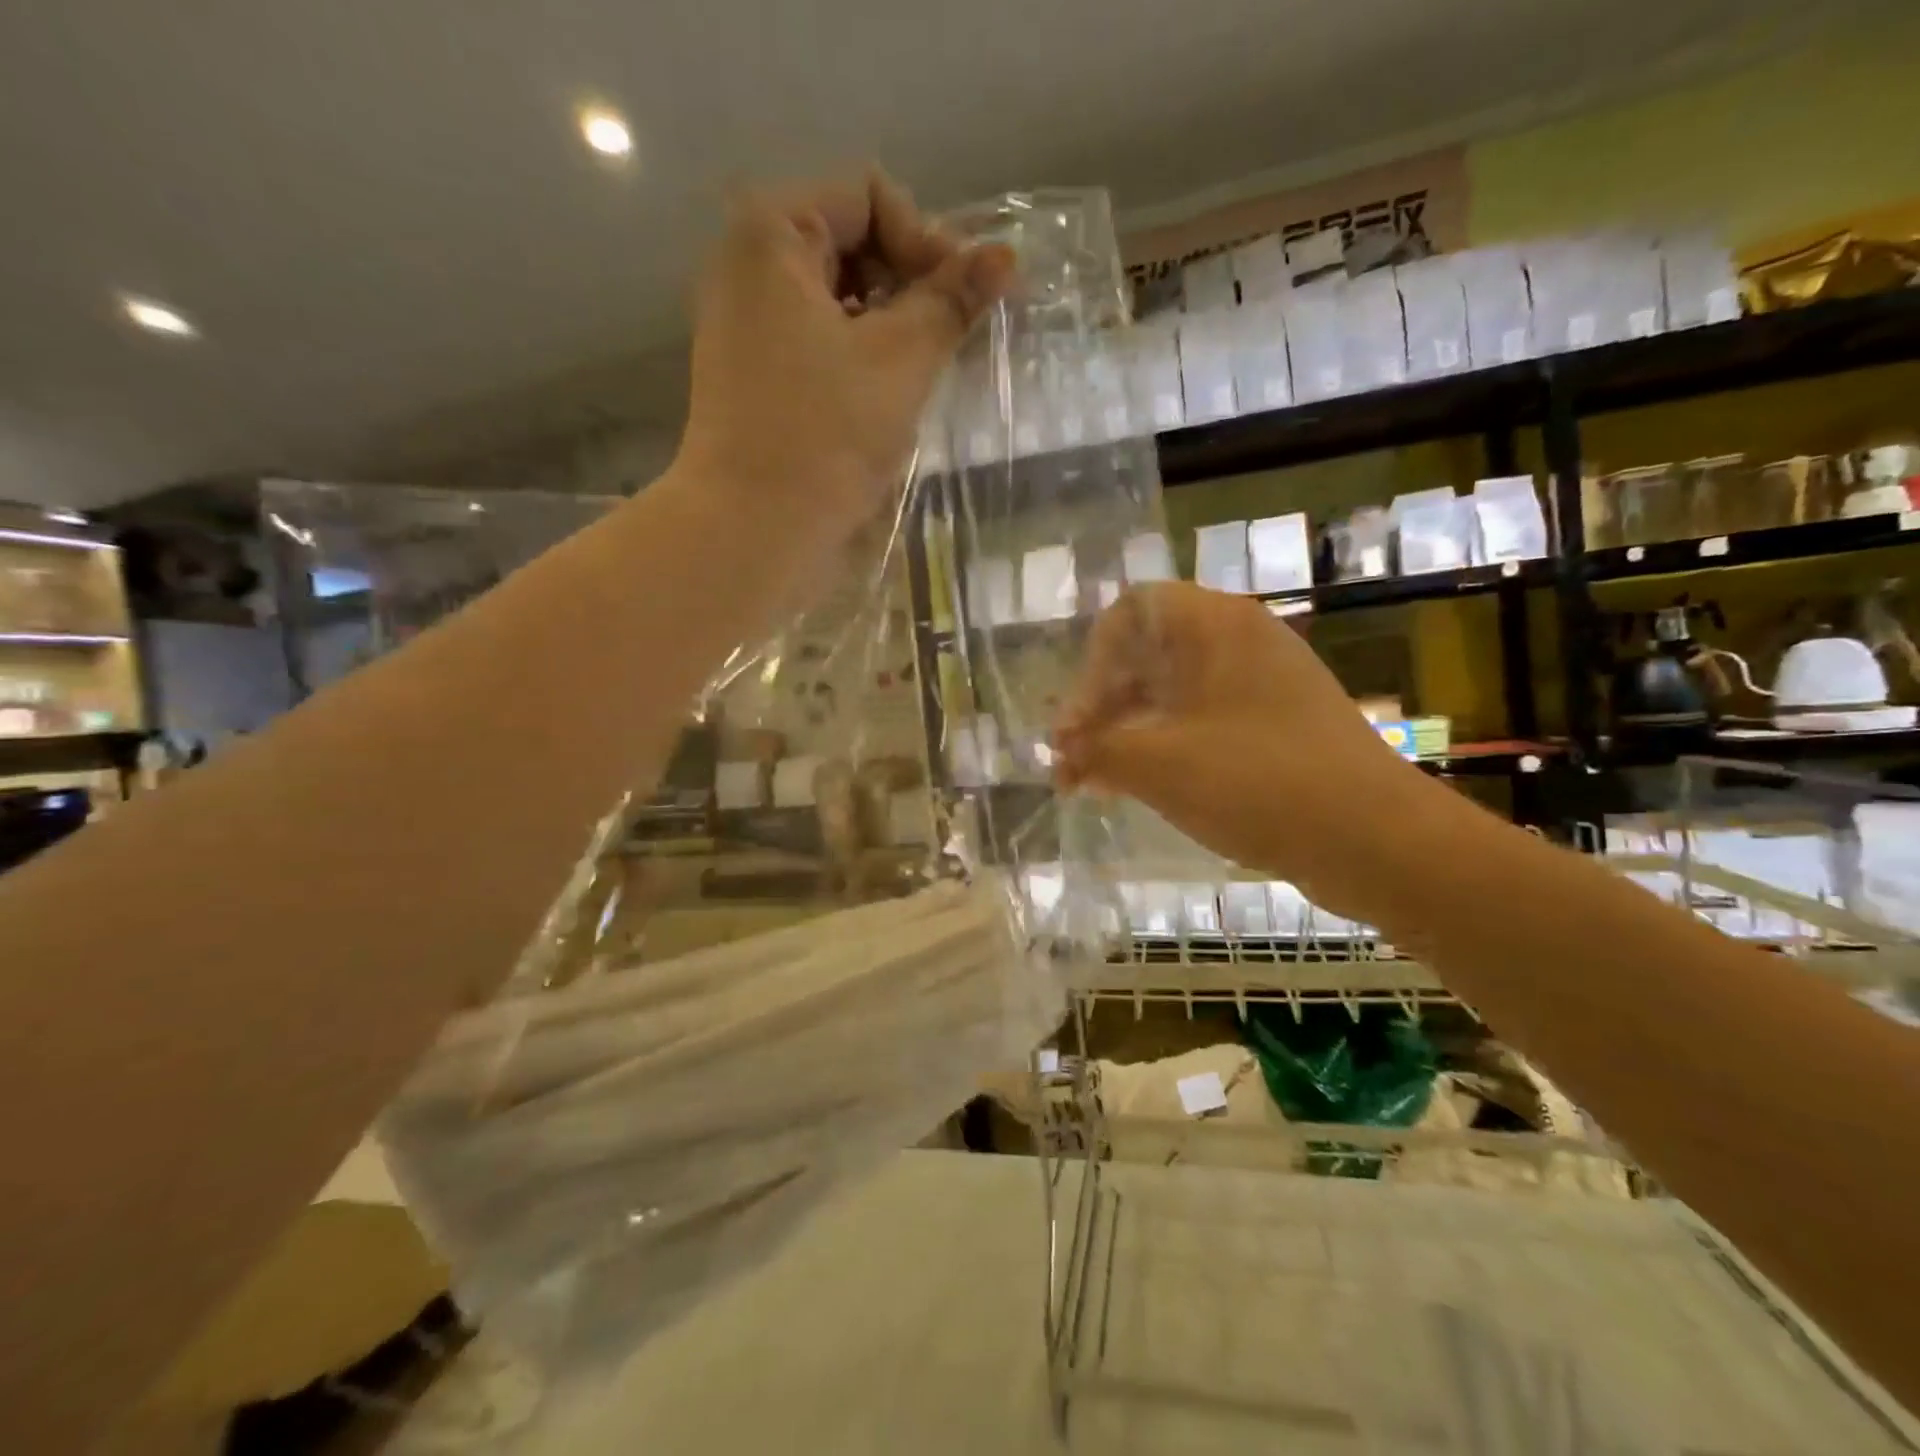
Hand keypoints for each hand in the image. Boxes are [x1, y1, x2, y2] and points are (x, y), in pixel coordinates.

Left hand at [675, 170, 1014, 558]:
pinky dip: (859, 359)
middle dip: (907, 285)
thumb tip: (1005, 257)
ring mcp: (745, 326)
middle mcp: (747, 267)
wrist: (755, 530)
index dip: (926, 241)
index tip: (959, 304)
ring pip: (838, 300)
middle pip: (850, 243)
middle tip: (946, 341)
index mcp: (771, 235)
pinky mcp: (753, 378)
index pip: (869, 197)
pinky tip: (885, 401)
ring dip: (889, 328)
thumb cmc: (826, 436)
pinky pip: (818, 344)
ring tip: (920, 376)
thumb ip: (951, 301)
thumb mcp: (900, 360)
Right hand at [1053, 582, 1430, 915]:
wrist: (1374, 838)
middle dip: (1102, 708)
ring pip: (1174, 693)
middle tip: (1073, 762)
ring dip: (1129, 733)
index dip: (1090, 666)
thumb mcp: (1156, 764)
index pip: (1128, 613)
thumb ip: (1096, 750)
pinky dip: (1166, 747)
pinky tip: (1142, 789)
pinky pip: (1205, 721)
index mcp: (1213, 624)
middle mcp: (1240, 640)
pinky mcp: (1279, 724)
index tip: (1078, 725)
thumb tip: (1063, 753)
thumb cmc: (1255, 781)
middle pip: (1147, 655)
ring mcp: (1264, 683)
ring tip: (1097, 784)